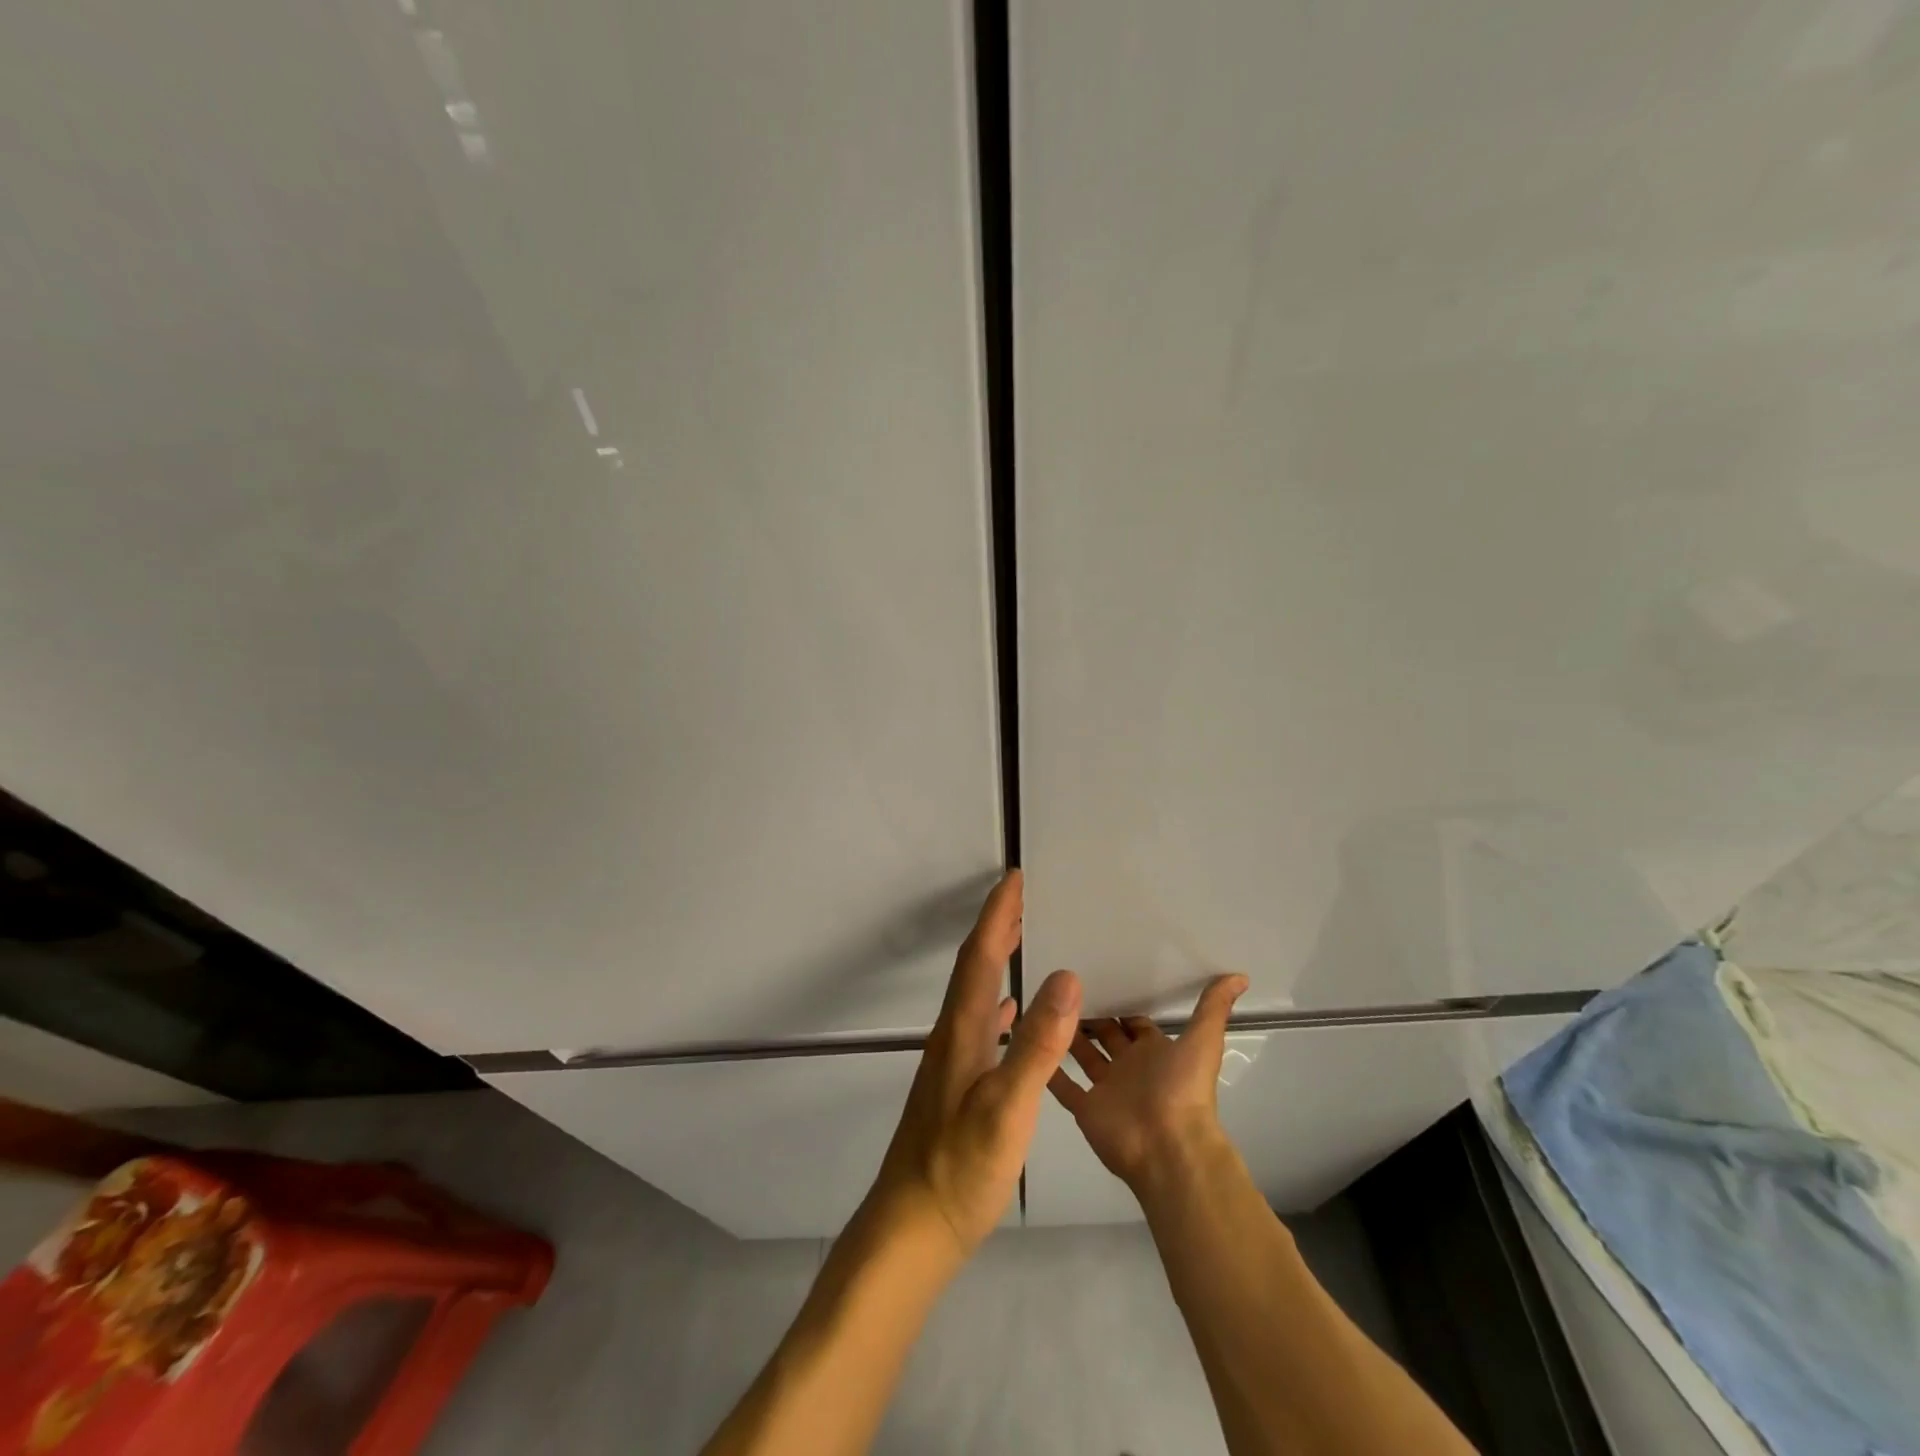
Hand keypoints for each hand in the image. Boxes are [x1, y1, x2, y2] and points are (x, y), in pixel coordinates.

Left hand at [861, 871, 1082, 1258]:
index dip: (997, 916)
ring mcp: (952, 1061)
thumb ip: (1036, 1044)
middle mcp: (952, 1036)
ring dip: (996, 960)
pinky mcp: (957, 1085)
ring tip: (1021, 939)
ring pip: (976, 993)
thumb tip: (1065, 976)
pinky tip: (1010, 1012)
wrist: (913, 1226)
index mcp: (962, 1032)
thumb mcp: (1006, 1107)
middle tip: (1022, 896)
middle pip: (974, 967)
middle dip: (996, 927)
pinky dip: (997, 1003)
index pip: (980, 957)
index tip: (1014, 878)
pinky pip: (981, 1025)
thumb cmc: (960, 1168)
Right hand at [1046, 974, 1249, 1189]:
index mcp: (1154, 1051)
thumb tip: (1240, 975)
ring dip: (1066, 1034)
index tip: (1098, 971)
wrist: (1169, 1148)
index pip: (1134, 1019)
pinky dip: (1048, 1068)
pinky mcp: (1085, 1108)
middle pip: (1106, 1034)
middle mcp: (1130, 1067)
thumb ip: (1214, 1007)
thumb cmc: (1183, 1089)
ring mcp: (1106, 1088)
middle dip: (1090, 1012)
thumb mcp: (1203, 1040)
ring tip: (1042, 1002)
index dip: (1121, 998)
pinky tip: (1028, 1042)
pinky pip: (1062, 1085)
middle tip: (1063, 982)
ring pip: (1082, 1055)